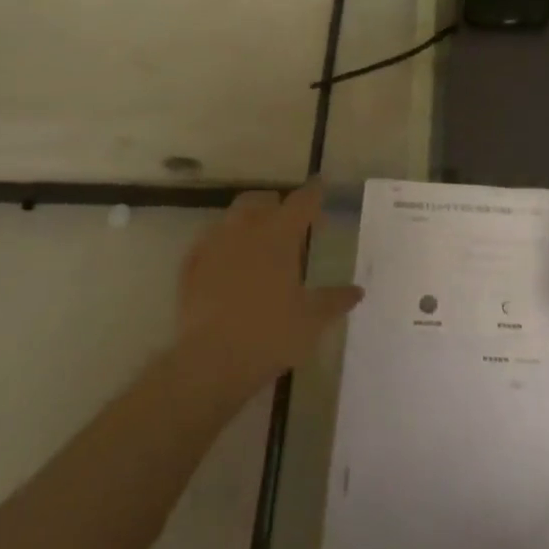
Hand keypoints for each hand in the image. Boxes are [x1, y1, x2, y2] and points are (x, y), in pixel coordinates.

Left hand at [176, 180, 362, 393]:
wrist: (210, 361)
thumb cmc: (270, 334)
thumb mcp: (312, 320)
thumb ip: (335, 300)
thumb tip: (357, 291)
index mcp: (279, 235)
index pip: (301, 201)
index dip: (313, 193)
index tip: (320, 186)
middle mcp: (245, 229)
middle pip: (260, 200)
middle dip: (276, 205)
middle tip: (289, 223)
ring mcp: (213, 245)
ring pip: (231, 218)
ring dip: (247, 223)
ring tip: (257, 243)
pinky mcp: (190, 267)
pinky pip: (208, 244)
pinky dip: (222, 247)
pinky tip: (226, 265)